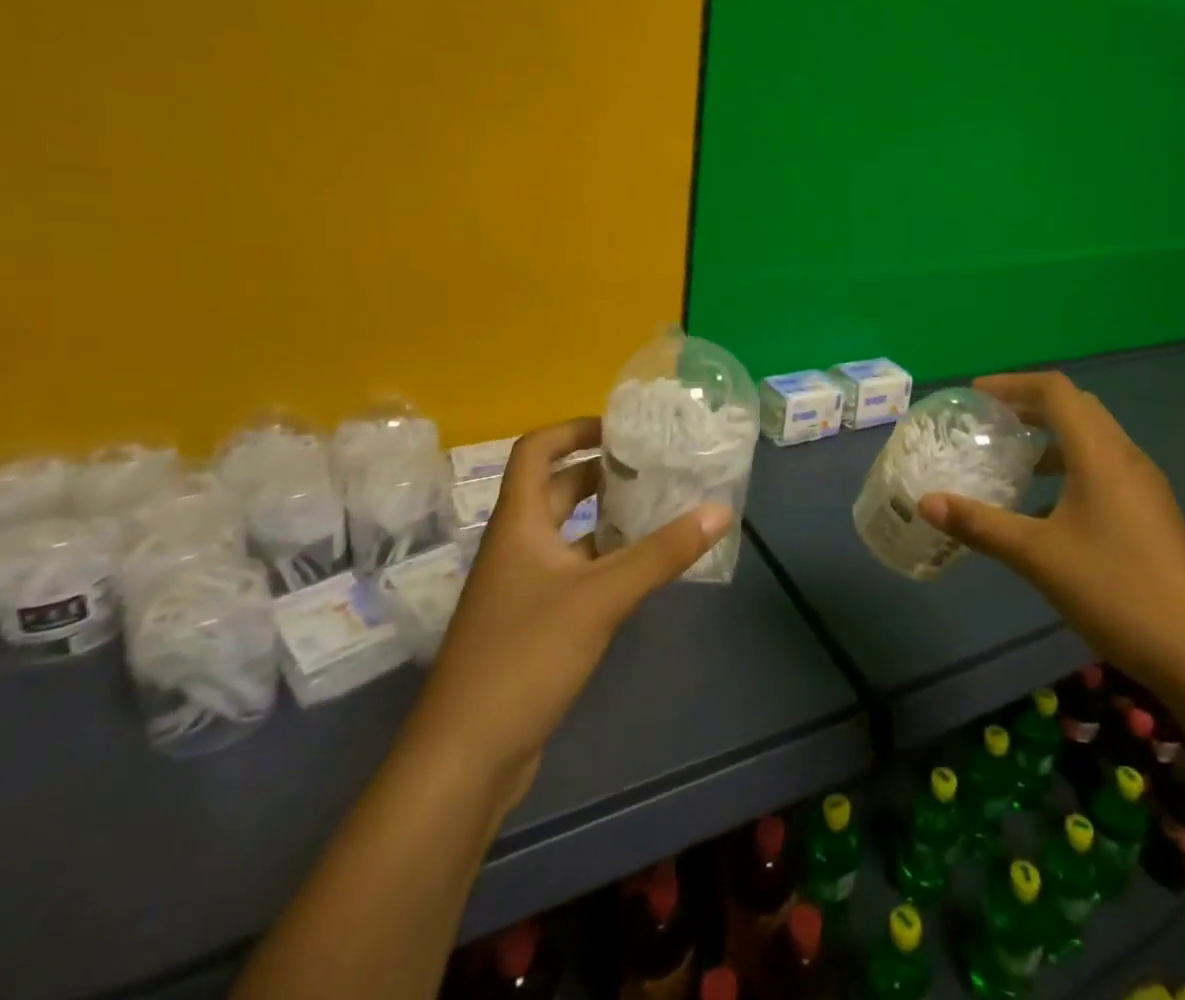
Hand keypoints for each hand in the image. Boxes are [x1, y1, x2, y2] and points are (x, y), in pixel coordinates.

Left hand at [413, 417, 731, 813]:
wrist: (465, 757)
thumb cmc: (525, 656)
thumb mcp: (601, 597)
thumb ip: (662, 553)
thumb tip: (719, 510)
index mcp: (518, 524)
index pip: (535, 451)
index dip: (573, 428)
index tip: (620, 427)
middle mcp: (515, 547)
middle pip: (555, 490)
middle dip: (600, 472)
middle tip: (652, 466)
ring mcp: (521, 588)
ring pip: (567, 534)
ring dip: (606, 518)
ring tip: (658, 509)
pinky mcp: (532, 624)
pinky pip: (572, 573)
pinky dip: (604, 561)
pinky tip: (640, 569)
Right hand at [917, 372, 1184, 693]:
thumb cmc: (1115, 590)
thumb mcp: (1037, 556)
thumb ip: (980, 525)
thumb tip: (926, 502)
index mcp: (1101, 454)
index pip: (1057, 391)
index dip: (1013, 384)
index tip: (975, 394)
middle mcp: (1127, 458)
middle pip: (1078, 408)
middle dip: (1032, 405)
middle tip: (991, 420)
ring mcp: (1144, 486)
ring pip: (1094, 438)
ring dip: (1053, 436)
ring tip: (1014, 458)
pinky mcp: (1151, 513)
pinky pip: (1105, 466)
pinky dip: (1071, 464)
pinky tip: (1048, 504)